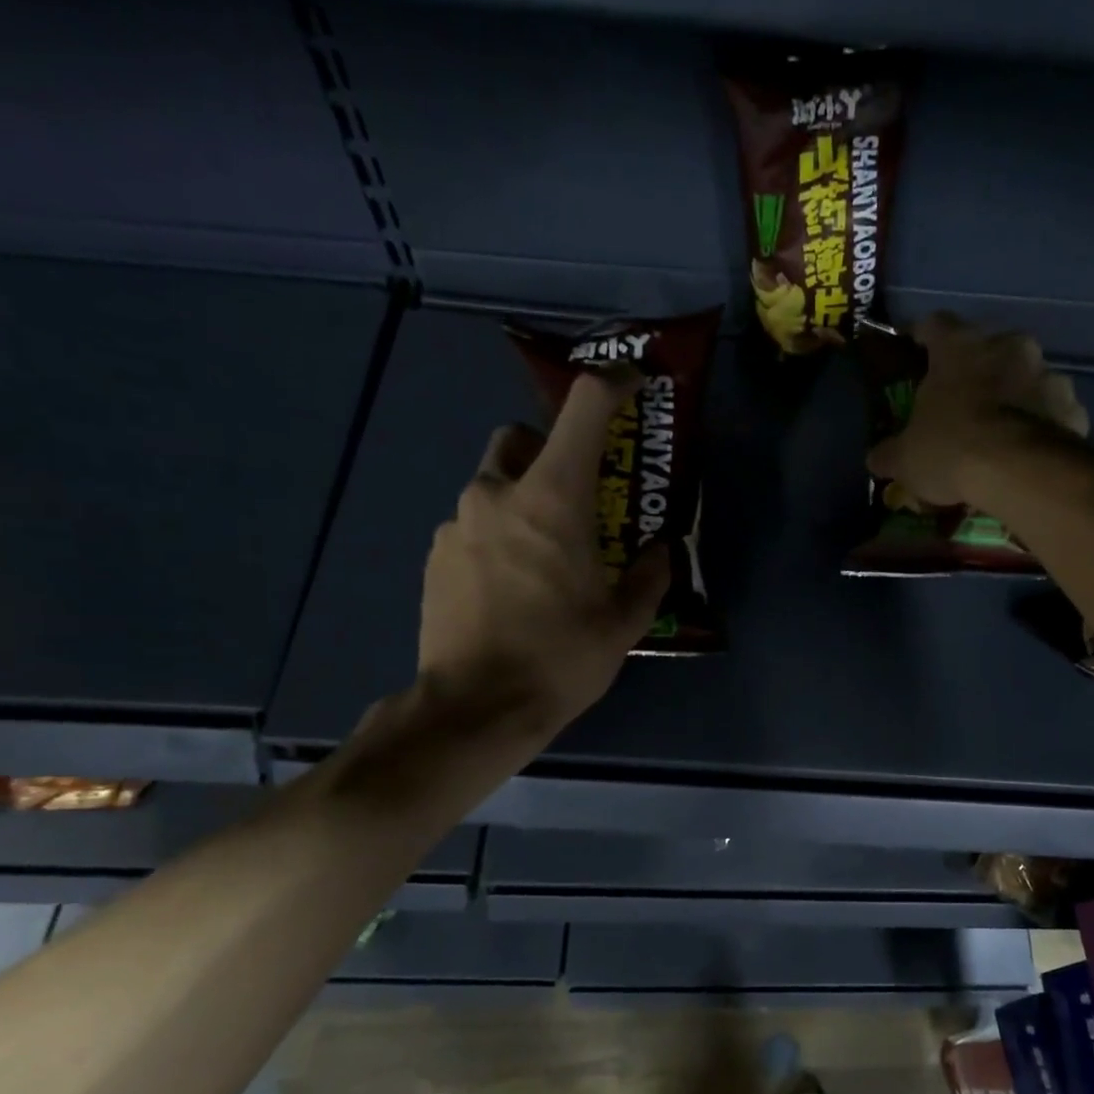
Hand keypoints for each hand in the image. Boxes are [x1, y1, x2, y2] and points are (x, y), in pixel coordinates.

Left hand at [418, 372, 670, 735]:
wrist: (476, 708)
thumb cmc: (560, 658)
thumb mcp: (623, 622)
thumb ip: (648, 575)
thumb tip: (659, 550)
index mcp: (552, 499)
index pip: (583, 409)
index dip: (613, 385)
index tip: (633, 386)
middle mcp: (496, 494)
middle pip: (520, 439)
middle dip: (549, 455)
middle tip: (575, 502)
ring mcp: (457, 524)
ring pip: (492, 487)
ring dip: (521, 504)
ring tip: (543, 561)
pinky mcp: (434, 556)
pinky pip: (472, 528)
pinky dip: (496, 539)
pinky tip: (510, 590)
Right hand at [867, 313, 1088, 507]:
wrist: (1019, 472)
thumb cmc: (951, 450)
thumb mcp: (905, 459)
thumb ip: (889, 453)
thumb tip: (876, 458)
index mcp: (960, 347)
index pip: (935, 324)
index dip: (922, 335)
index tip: (915, 347)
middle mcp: (1008, 346)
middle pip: (987, 349)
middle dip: (975, 371)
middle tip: (961, 400)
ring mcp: (1047, 373)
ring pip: (1025, 378)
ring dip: (1013, 396)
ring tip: (1000, 430)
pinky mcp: (1073, 406)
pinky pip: (1052, 411)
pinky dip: (1041, 425)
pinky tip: (1028, 451)